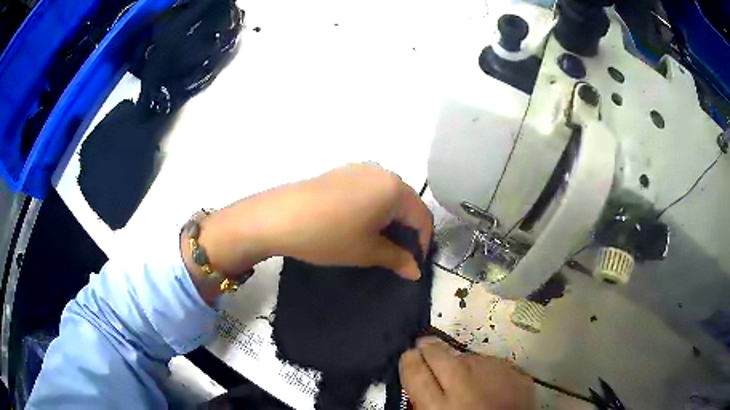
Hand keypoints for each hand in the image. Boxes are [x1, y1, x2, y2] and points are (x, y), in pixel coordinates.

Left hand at [186, 163, 432, 297]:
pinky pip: (368, 190)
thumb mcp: (367, 251)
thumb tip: (415, 270)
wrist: (279, 217)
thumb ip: (397, 258)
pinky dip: (373, 208)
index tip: (415, 264)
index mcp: (394, 188)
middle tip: (398, 255)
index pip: (422, 216)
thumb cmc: (329, 235)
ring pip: (387, 196)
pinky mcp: (341, 172)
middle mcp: (381, 171)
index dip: (423, 243)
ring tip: (378, 242)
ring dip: (389, 219)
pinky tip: (358, 224)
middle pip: (406, 203)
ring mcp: (359, 168)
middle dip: (406, 230)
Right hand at [399, 337, 534, 409]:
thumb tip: (418, 382)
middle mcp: (465, 385)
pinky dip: (487, 371)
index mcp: (438, 407)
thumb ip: (424, 403)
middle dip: (430, 349)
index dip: (409, 360)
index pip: (414, 370)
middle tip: (426, 348)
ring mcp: (494, 375)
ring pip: (468, 357)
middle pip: (439, 354)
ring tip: (465, 377)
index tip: (410, 356)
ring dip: (462, 363)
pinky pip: (493, 364)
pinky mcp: (516, 373)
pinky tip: (488, 383)